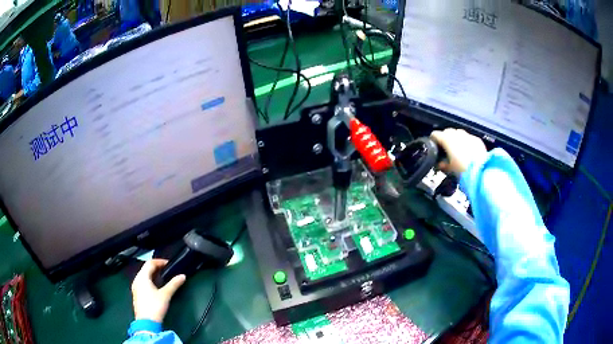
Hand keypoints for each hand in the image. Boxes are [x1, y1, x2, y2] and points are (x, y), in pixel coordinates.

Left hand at [131, 259, 185, 322]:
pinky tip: (156, 286)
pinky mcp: (136, 294)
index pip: (150, 263)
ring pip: (144, 275)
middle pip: (146, 268)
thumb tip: (182, 276)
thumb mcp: (166, 295)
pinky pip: (142, 282)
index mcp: (142, 277)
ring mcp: (135, 287)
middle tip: (167, 269)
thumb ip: (174, 284)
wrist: (146, 322)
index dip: (160, 261)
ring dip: (153, 274)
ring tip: (163, 277)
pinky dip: (149, 280)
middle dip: (156, 267)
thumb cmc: (155, 306)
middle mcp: (137, 279)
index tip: (169, 264)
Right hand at [430, 128, 486, 173]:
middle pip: (447, 131)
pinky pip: (468, 138)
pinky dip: (466, 142)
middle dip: (445, 138)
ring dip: (456, 138)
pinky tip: (468, 151)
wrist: (480, 171)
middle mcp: (457, 134)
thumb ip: (442, 164)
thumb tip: (439, 163)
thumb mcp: (449, 169)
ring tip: (457, 148)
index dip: (433, 140)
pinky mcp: (476, 140)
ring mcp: (468, 135)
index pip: (435, 134)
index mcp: (447, 139)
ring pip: (458, 133)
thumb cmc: (462, 170)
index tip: (433, 146)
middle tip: (445, 148)